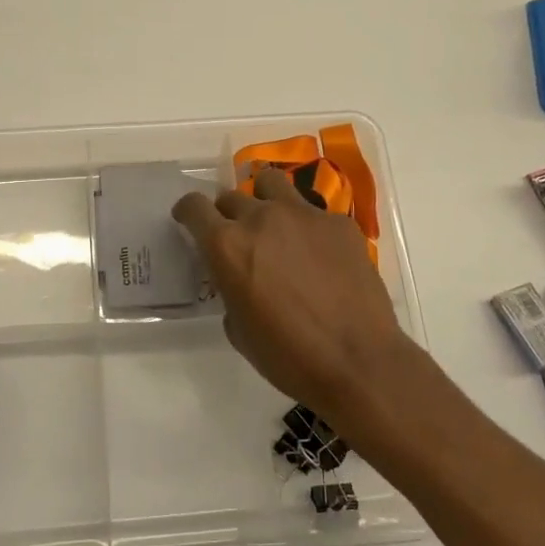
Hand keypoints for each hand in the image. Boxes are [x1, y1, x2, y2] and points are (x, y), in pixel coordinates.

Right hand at [173, 168, 424, 441]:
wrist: (358, 362)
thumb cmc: (288, 356)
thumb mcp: (238, 329)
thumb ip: (230, 290)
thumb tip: (239, 279)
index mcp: (227, 245)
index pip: (194, 207)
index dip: (187, 211)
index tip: (187, 219)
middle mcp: (261, 218)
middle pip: (231, 196)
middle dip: (227, 214)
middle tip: (237, 236)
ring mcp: (303, 215)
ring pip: (271, 183)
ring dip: (263, 199)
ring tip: (273, 223)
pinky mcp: (338, 222)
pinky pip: (312, 211)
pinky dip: (306, 226)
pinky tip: (318, 254)